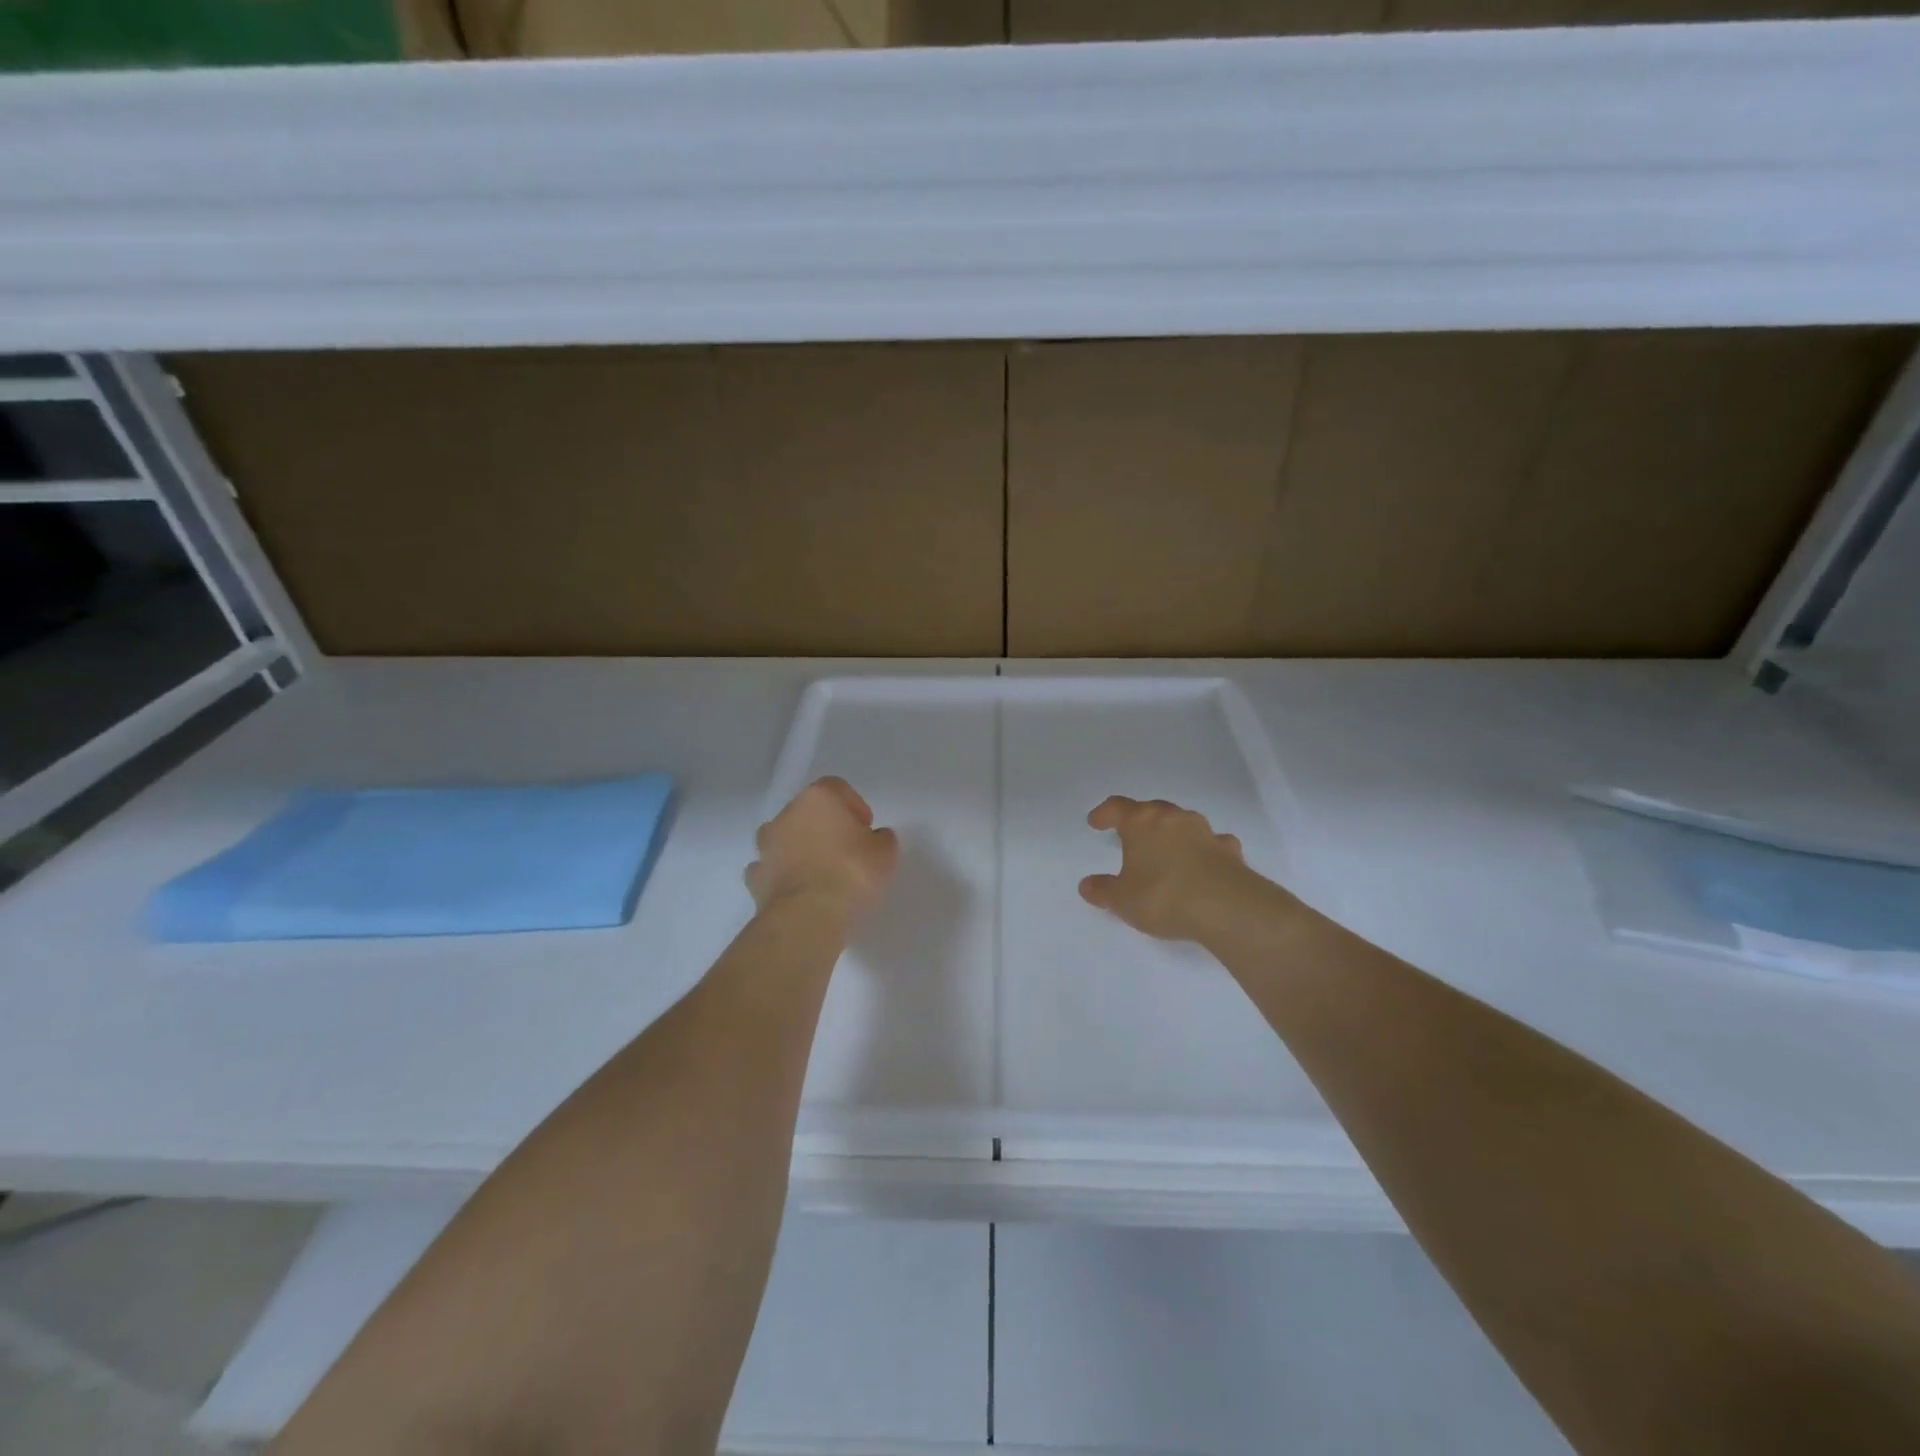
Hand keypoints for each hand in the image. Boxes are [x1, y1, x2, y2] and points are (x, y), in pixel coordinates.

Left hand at [747, 777, 898, 923]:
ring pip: (785, 839)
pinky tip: (801, 892)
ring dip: (800, 849)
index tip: (866, 831)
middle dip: (826, 827)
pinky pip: (772, 868)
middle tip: (847, 852)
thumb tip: (874, 838)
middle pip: (808, 812)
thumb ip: (881, 839)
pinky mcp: (755, 877)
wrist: (807, 917)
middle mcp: (787, 815)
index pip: (837, 788)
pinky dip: (784, 875)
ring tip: (821, 875)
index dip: (854, 807)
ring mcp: (766, 846)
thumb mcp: (885, 853)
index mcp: (818, 798)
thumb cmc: (851, 874)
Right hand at [1079, 796, 1273, 942]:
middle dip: (1140, 820)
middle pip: (1152, 810)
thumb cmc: (1163, 896)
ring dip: (1173, 833)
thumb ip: (1103, 891)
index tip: (1095, 822)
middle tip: (1131, 835)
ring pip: (1183, 823)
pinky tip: (1202, 864)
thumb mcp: (1122, 900)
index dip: (1104, 813)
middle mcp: (1173, 818)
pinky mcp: (1230, 850)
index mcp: (1142, 822)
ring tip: (1166, 850)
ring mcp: (1205, 831)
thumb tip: (1087, 885)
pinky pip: (1212, 843)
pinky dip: (1204, 849)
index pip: (1117, 807)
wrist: (1226, 908)